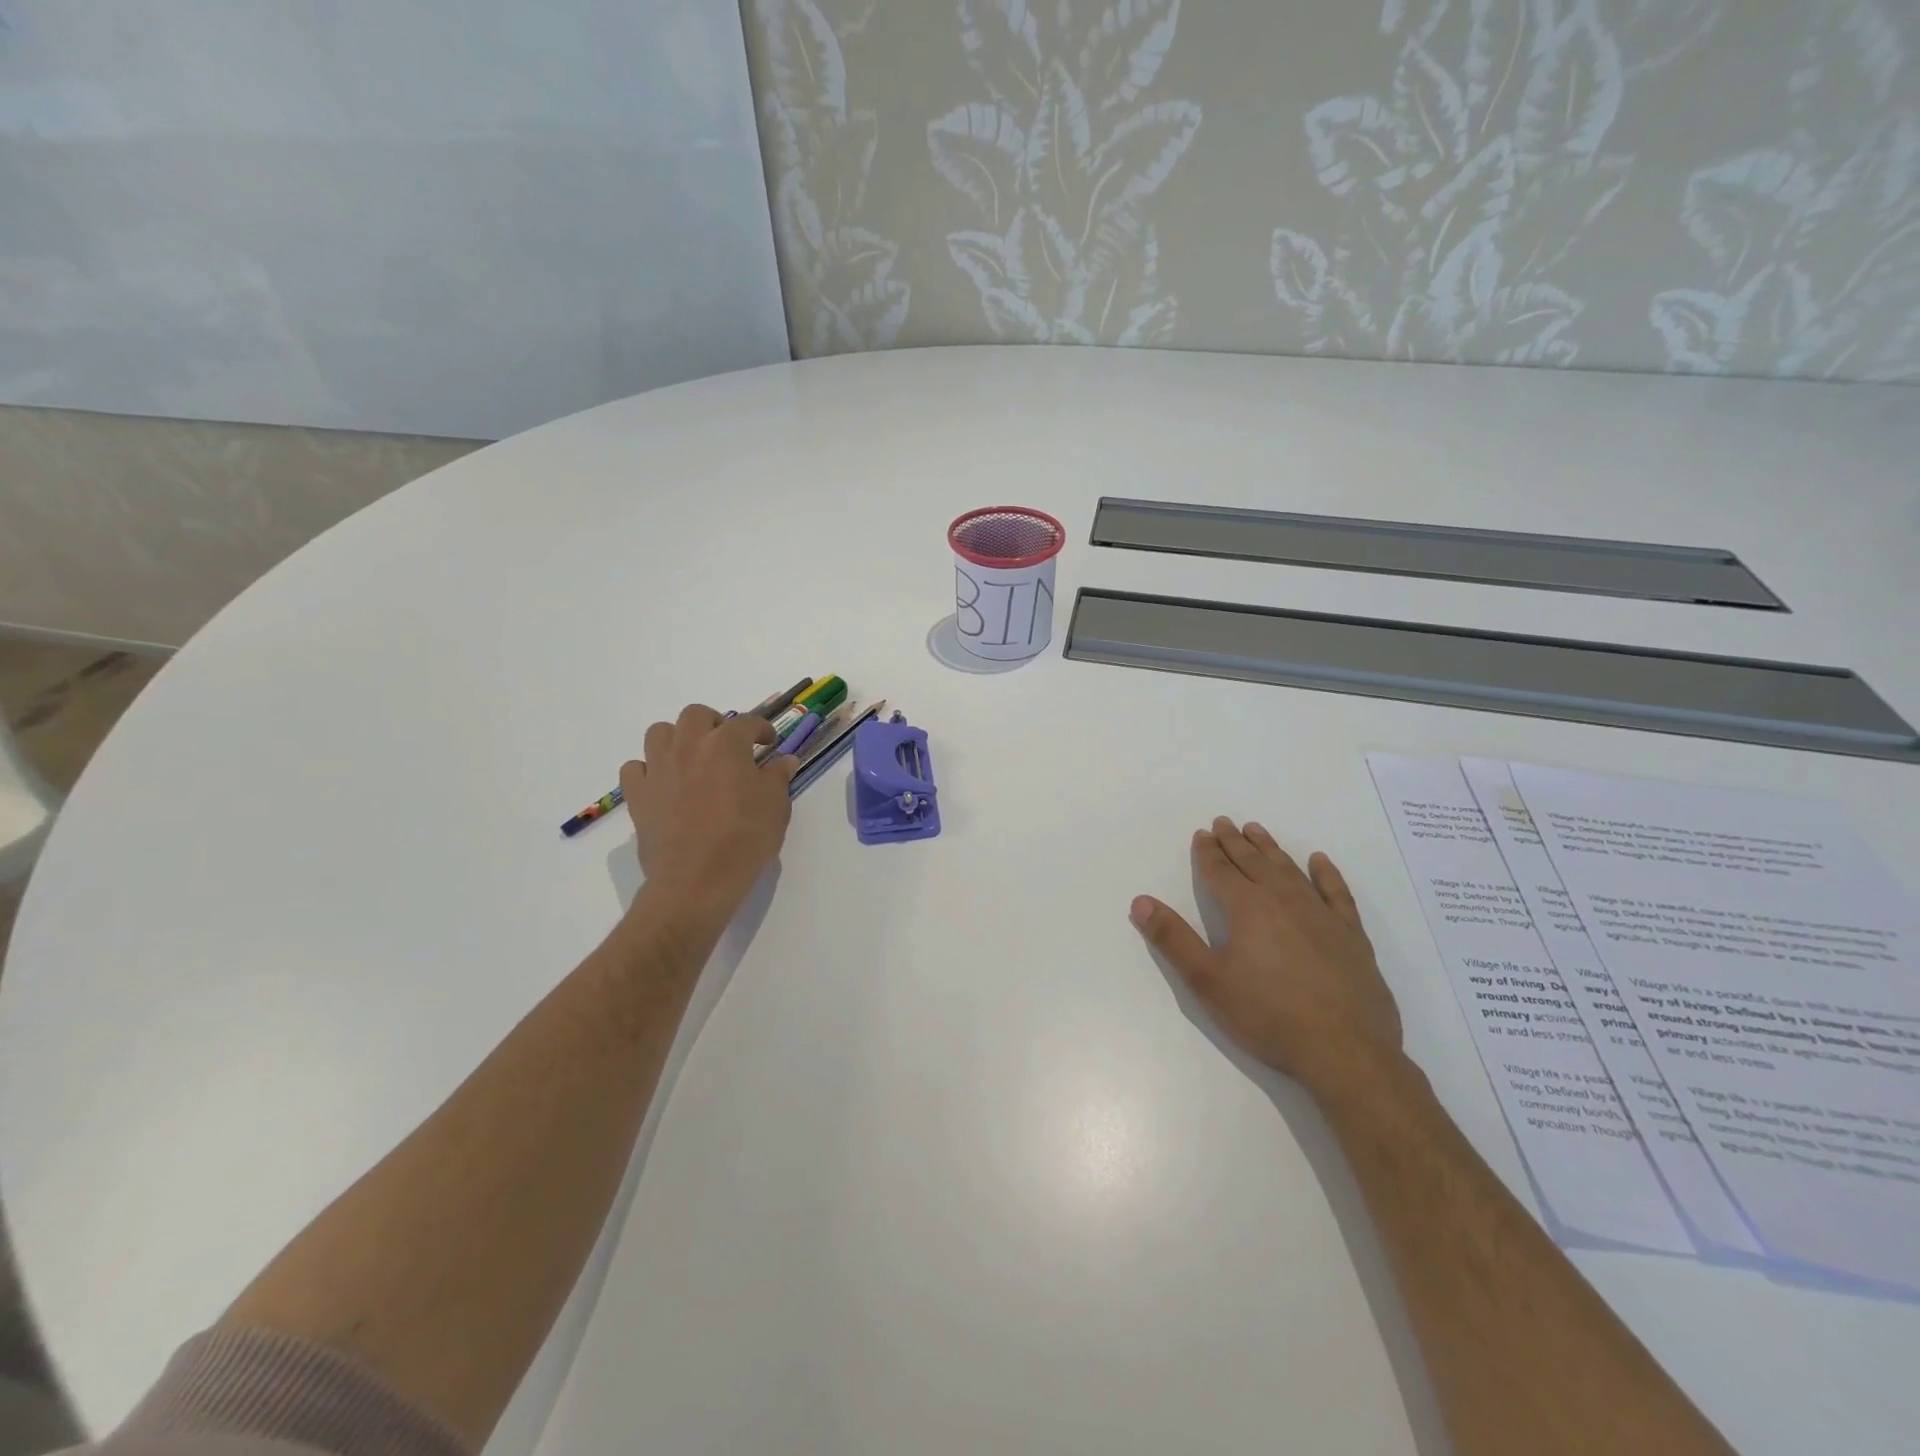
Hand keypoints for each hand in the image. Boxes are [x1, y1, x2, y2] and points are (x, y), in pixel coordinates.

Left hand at [621, 705, 797, 921]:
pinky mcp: (638, 795)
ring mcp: (658, 769)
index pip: (747, 722)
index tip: (769, 743)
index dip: (762, 729)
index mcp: (726, 745)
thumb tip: (784, 760)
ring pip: (660, 732)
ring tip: (692, 758)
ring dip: (677, 738)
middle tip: (727, 744)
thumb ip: (778, 777)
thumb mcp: (776, 807)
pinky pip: (635, 768)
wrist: (697, 880)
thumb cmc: (745, 839)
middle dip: (714, 723)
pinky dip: (648, 769)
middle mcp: (689, 747)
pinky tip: (663, 783)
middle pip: (696, 715)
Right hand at [1130, 818, 1402, 1100]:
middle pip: (1254, 862)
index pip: (1221, 871)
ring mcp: (1321, 915)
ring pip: (1290, 870)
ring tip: (1257, 831)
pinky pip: (1336, 893)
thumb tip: (1141, 901)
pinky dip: (1326, 874)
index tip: (1202, 834)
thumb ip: (1173, 939)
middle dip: (1235, 842)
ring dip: (1270, 849)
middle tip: (1224, 823)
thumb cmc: (1268, 1016)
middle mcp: (1283, 900)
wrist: (1345, 1052)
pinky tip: (1319, 862)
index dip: (1208, 852)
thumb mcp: (1207, 981)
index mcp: (1247, 908)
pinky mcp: (1351, 935)